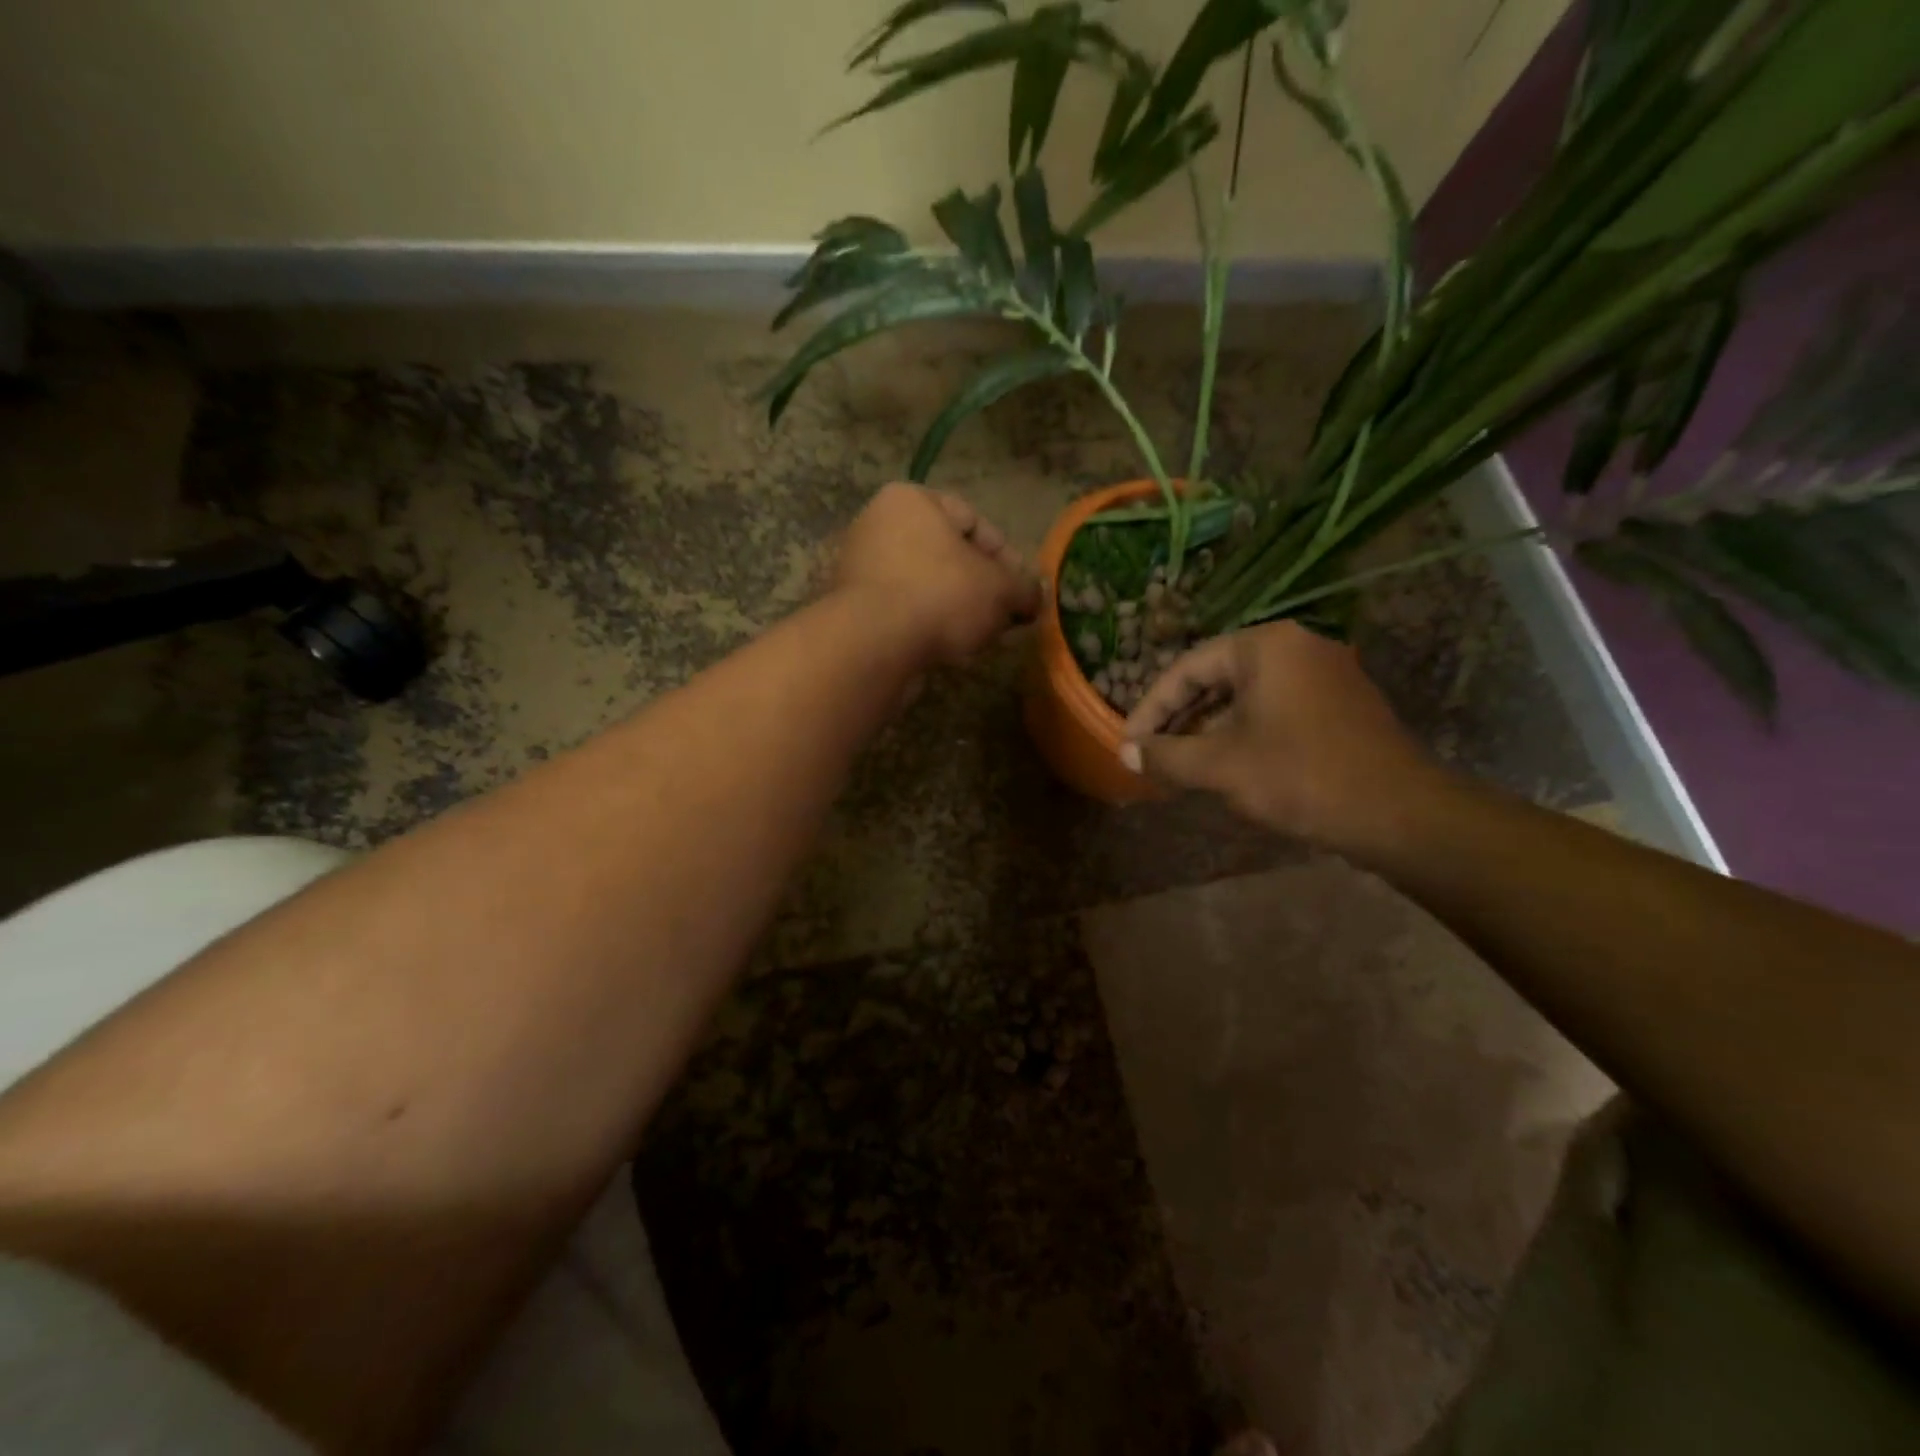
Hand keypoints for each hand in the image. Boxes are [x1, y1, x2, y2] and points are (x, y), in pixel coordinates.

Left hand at [834, 484, 1041, 665]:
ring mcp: (861, 568)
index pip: (973, 520)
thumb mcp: (1001, 589)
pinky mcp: (853, 609)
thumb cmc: (942, 595)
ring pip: (927, 586)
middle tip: (1005, 617)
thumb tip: (1035, 596)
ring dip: (957, 610)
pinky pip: (904, 611)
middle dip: (981, 587)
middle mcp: (878, 524)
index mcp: (911, 500)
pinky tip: (949, 649)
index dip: (1007, 556)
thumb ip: (1025, 588)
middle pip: (948, 555)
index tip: (1022, 590)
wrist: (874, 645)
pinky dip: (928, 625)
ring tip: (981, 637)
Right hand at [1119, 621, 1441, 846]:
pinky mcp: (1338, 704)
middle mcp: (1296, 647)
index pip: (1188, 668)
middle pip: (1216, 678)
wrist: (1398, 814)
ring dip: (1207, 729)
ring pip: (1245, 696)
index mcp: (1266, 646)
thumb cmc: (1300, 776)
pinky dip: (1241, 732)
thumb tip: (1125, 753)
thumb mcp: (1220, 766)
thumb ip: (1166, 755)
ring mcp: (1323, 674)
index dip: (1150, 708)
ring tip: (1178, 763)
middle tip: (1149, 752)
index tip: (1128, 741)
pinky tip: (1222, 764)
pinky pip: (1273, 709)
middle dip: (1178, 718)